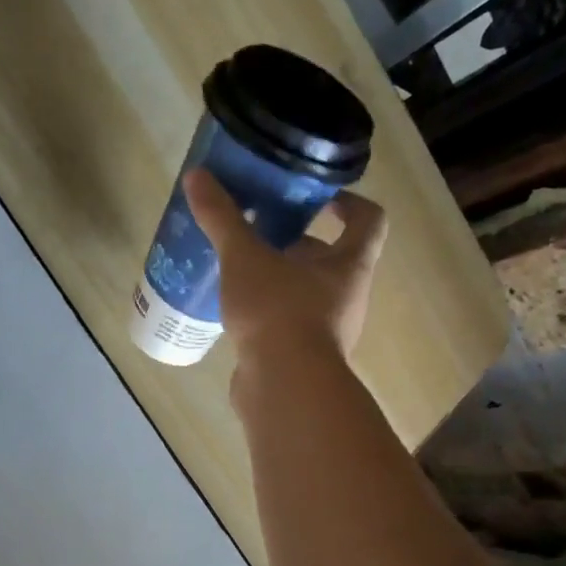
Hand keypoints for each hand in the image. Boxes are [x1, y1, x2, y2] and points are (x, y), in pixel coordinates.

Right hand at [183, 168, 387, 364]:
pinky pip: (287, 327)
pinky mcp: (302, 360)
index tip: (317, 198)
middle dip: (298, 244)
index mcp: (350, 266)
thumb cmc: (278, 312)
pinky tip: (234, 314)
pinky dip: (267, 316)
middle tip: (260, 233)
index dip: (349, 203)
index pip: (369, 221)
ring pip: (307, 295)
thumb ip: (223, 218)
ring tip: (239, 272)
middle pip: (332, 259)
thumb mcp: (245, 258)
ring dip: (280, 281)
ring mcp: (327, 333)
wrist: (284, 388)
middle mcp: (348, 298)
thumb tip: (197, 176)